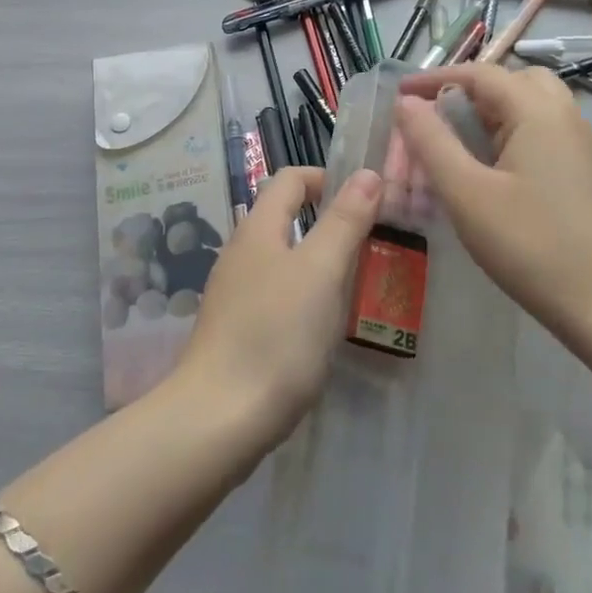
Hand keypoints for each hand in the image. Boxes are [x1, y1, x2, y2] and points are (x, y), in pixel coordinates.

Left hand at [172, 167, 381, 452]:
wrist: (218, 419)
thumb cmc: (275, 335)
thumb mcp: (321, 272)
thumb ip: (344, 221)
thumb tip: (367, 173)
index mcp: (257, 229)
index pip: (289, 179)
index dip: (326, 178)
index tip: (366, 200)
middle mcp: (241, 253)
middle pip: (285, 218)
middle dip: (330, 223)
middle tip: (373, 246)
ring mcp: (234, 293)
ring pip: (283, 260)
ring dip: (320, 263)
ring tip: (358, 287)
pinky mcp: (236, 330)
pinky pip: (277, 296)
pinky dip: (305, 297)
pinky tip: (324, 327)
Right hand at [393, 64, 591, 343]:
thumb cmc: (533, 247)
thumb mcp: (467, 194)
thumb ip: (432, 142)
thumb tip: (407, 103)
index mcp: (537, 111)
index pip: (480, 74)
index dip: (435, 78)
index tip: (399, 95)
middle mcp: (565, 117)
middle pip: (513, 81)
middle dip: (471, 90)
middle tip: (439, 119)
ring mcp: (583, 146)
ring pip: (533, 107)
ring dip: (494, 113)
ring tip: (462, 145)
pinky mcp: (588, 174)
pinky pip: (545, 133)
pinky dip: (513, 134)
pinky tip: (496, 174)